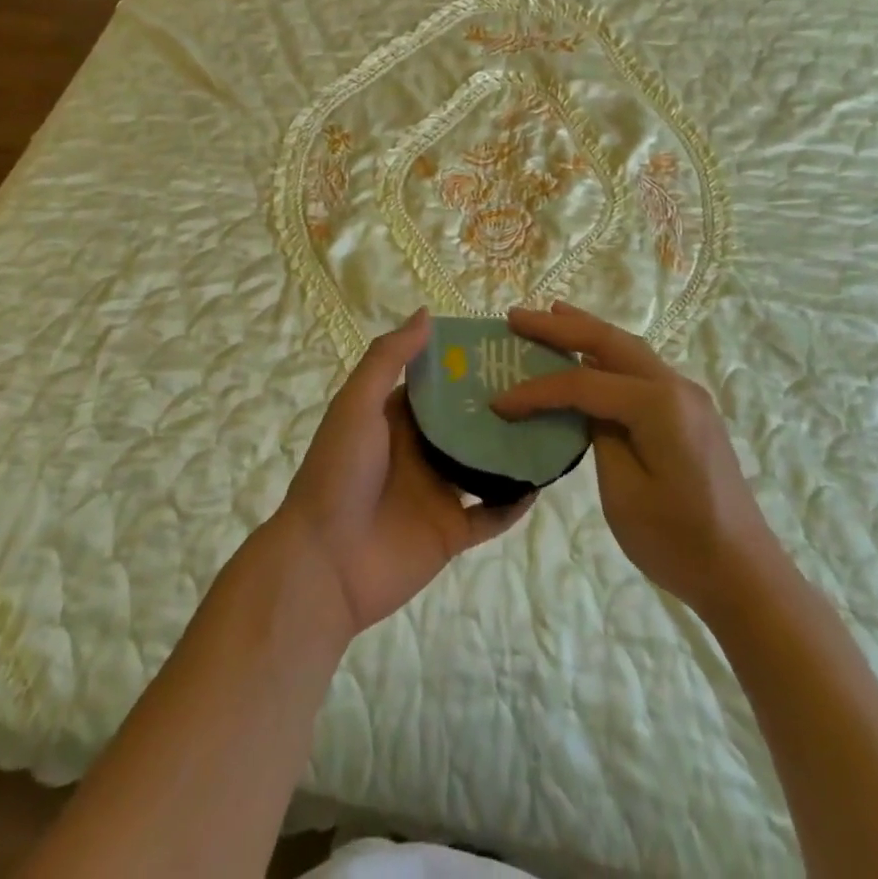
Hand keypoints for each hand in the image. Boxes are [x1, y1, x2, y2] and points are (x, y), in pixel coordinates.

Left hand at [278, 308, 532, 635]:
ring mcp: (438, 491)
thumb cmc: (339, 472)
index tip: (506, 344)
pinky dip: (514, 501)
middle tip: (543, 380)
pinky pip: (492, 514)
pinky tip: (541, 481)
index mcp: (396, 418)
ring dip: (512, 448)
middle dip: (499, 403)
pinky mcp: (451, 532)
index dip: (467, 364)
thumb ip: (388, 359)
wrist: (324, 564)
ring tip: (552, 423)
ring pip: (485, 465)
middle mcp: (420, 450)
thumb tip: (427, 314)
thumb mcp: (357, 404)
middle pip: (467, 421)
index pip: (438, 383)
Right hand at [497, 302, 769, 619]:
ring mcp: (686, 396)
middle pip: (609, 342)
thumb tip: (586, 406)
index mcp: (658, 405)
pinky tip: (588, 357)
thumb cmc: (680, 541)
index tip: (499, 402)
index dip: (537, 391)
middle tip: (516, 317)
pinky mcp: (688, 411)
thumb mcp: (624, 492)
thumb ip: (599, 436)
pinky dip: (607, 355)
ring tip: (549, 316)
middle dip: (560, 326)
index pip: (583, 383)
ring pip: (628, 348)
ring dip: (586, 331)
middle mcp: (675, 386)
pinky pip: (640, 369)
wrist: (745, 575)